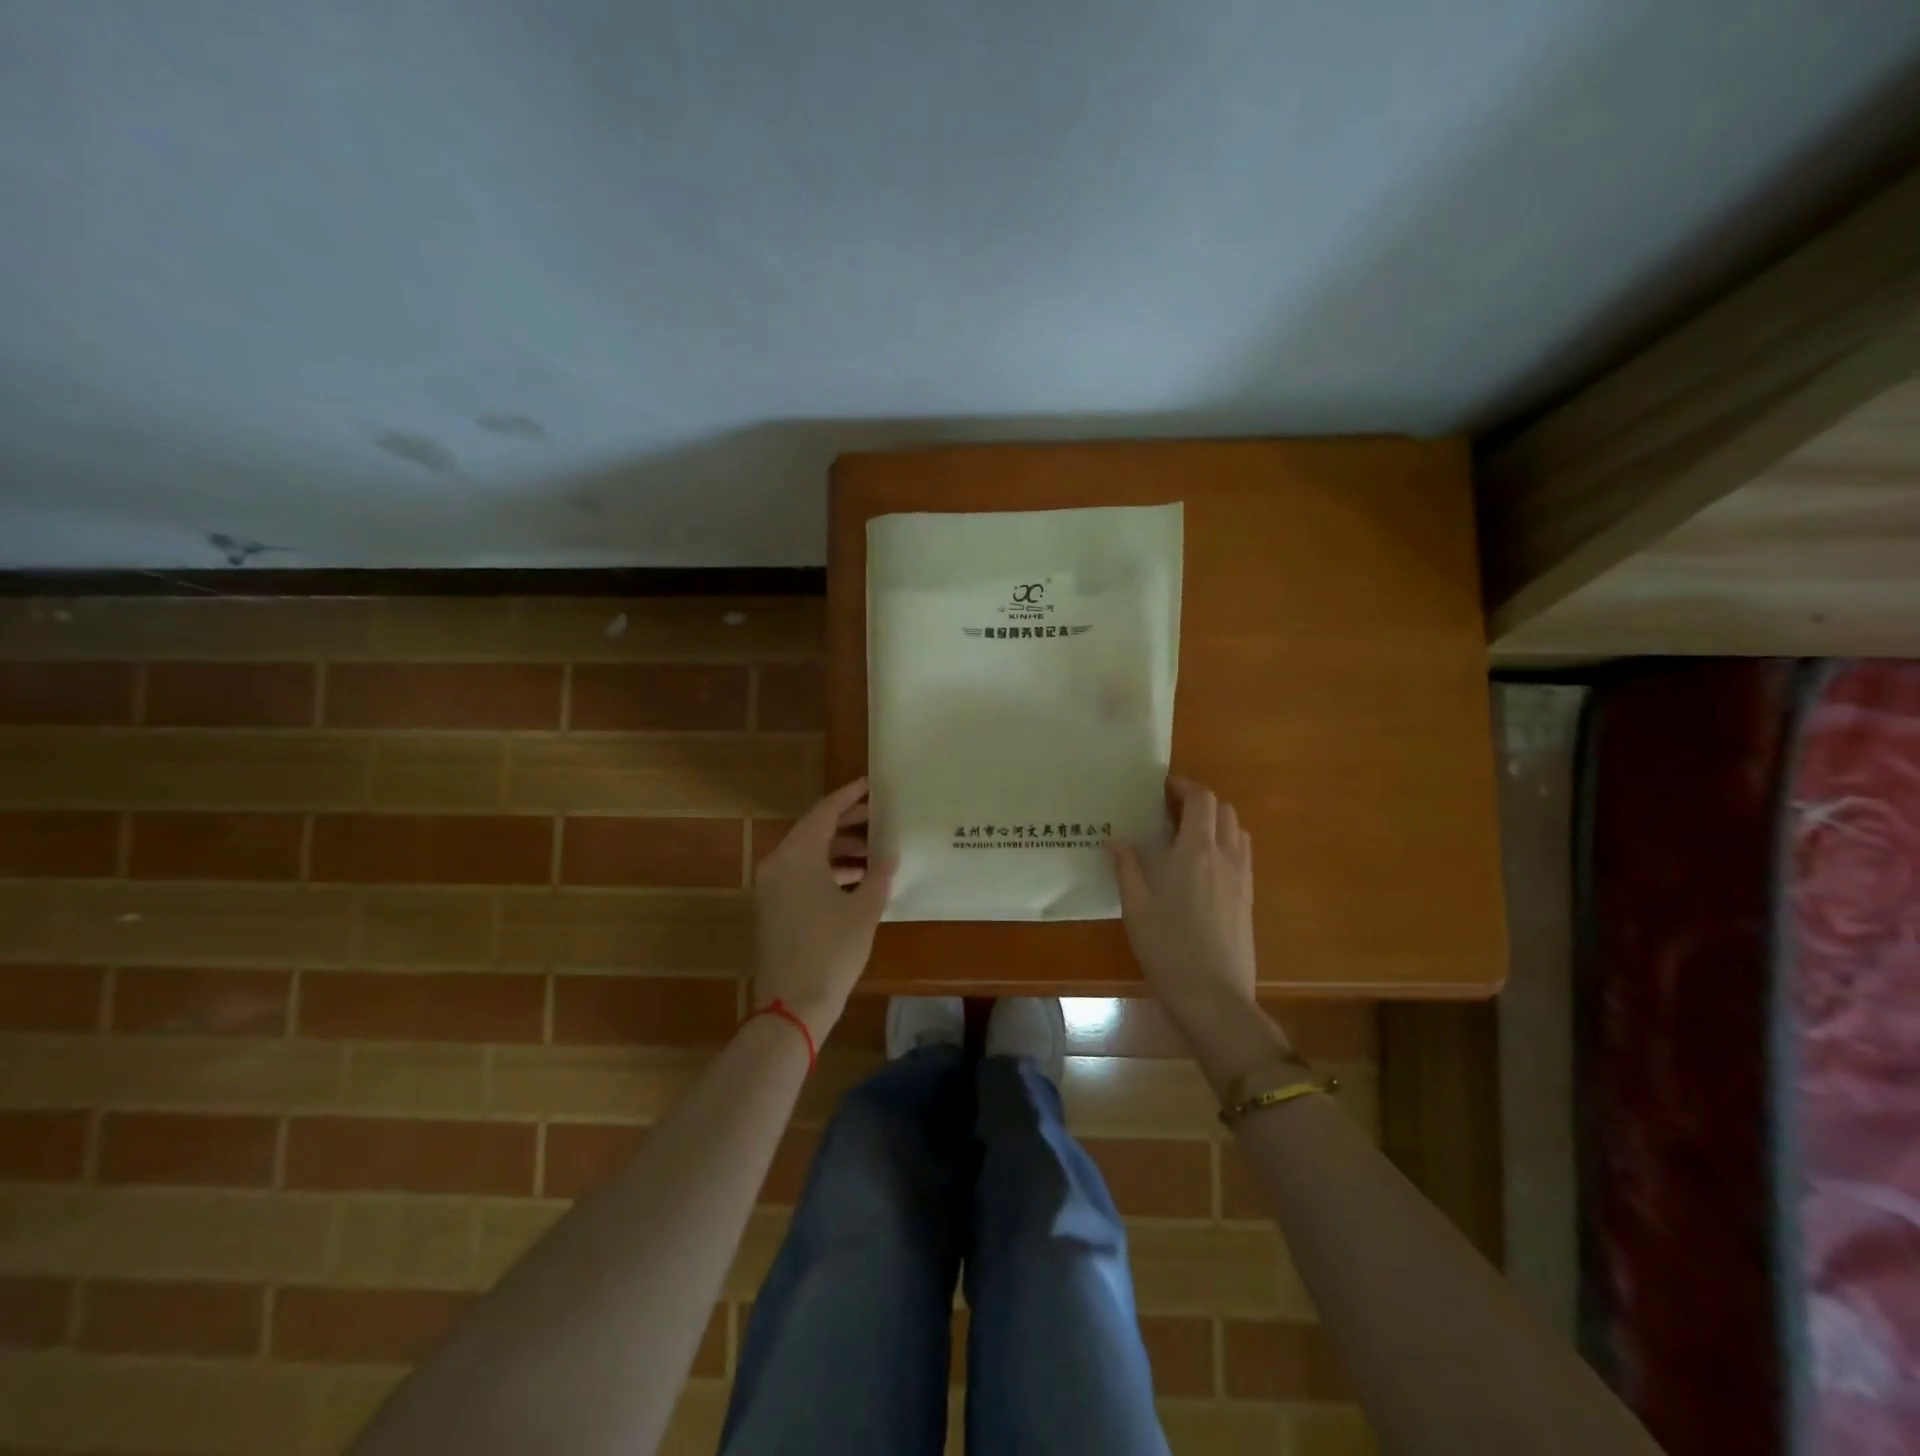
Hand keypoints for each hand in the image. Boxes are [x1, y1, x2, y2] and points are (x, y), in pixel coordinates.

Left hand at [752, 778, 893, 1044]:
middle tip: (879, 816)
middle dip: (847, 822)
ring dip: (838, 849)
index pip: (824, 812)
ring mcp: (771, 888)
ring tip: (874, 850)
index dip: (849, 796)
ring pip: (807, 854)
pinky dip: (826, 870)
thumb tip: (890, 854)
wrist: (792, 1006)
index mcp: (797, 856)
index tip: (870, 785)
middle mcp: (778, 865)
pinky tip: (856, 880)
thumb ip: (878, 875)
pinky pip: (801, 874)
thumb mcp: (863, 910)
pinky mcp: (773, 909)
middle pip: (813, 830)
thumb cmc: (831, 950)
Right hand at [1112, 776, 1260, 1035]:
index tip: (1162, 788)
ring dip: (1215, 822)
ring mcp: (1242, 879)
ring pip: (1236, 831)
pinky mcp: (1248, 899)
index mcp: (1197, 851)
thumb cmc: (1168, 947)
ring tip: (1186, 835)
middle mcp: (1226, 857)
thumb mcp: (1136, 906)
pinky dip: (1224, 844)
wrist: (1214, 996)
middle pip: (1223, 810)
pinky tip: (1201, 866)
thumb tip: (1115, 839)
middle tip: (1169, 810)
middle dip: (1199, 801)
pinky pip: (1241, 855)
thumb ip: (1126, 866)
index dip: (1184, 786)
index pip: (1201, 800)